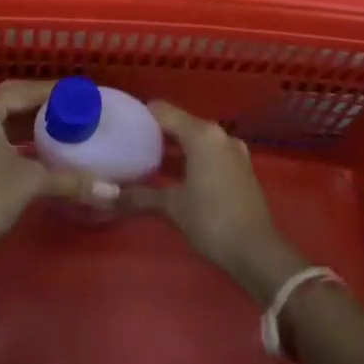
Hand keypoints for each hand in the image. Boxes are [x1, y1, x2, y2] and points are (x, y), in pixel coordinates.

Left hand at [0, 80, 110, 264]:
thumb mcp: (31, 183)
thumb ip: (71, 180)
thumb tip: (112, 190)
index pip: (25, 90)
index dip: (56, 93)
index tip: (83, 95)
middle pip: (12, 100)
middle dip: (43, 105)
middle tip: (76, 109)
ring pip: (1, 119)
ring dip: (29, 123)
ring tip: (63, 126)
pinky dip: (15, 138)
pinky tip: (39, 148)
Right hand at [120, 102, 307, 304]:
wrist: (258, 252)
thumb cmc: (212, 221)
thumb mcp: (172, 208)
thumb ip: (139, 197)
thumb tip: (106, 197)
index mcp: (201, 135)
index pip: (163, 112)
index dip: (141, 116)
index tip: (121, 124)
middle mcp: (219, 135)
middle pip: (181, 123)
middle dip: (156, 133)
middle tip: (129, 144)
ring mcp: (233, 151)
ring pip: (196, 139)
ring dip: (175, 148)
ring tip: (147, 160)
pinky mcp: (241, 168)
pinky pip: (209, 152)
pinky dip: (191, 158)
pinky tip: (174, 176)